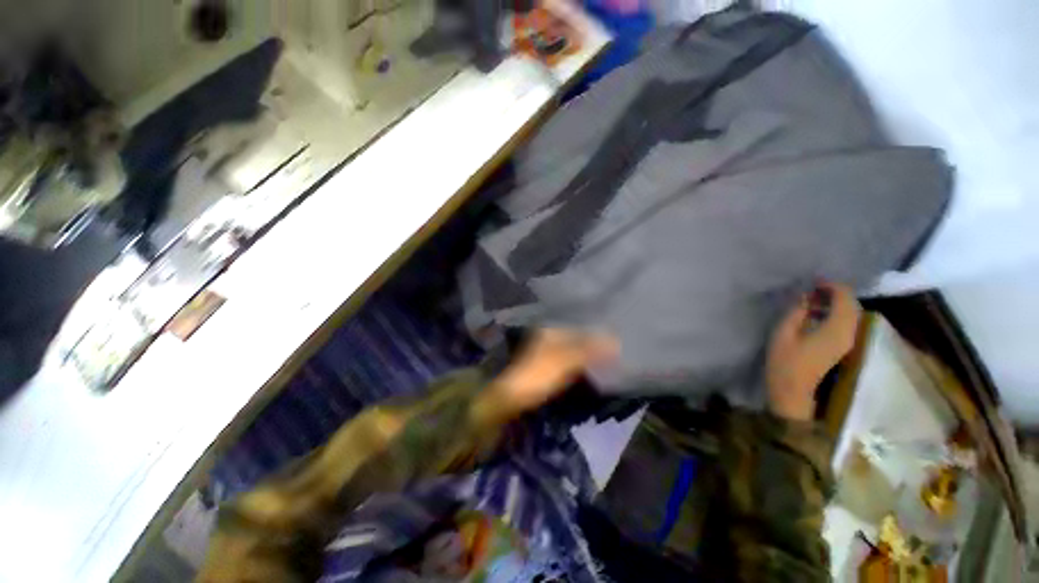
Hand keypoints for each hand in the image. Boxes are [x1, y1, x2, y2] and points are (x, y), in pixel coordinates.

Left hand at [483, 329, 617, 421]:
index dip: (595, 331)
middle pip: (575, 336)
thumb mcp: (566, 361)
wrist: (511, 397)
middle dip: (592, 341)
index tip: (614, 335)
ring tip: (607, 355)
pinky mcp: (545, 366)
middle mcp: (547, 337)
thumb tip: (615, 342)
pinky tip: (589, 366)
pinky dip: (579, 361)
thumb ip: (590, 350)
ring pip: (571, 348)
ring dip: (586, 351)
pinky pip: (567, 359)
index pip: (578, 327)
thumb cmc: (539, 374)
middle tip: (615, 345)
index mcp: (550, 331)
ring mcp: (545, 352)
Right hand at [766, 283, 860, 421]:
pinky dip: (836, 312)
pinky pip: (846, 322)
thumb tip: (805, 296)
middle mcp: (849, 334)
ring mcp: (847, 341)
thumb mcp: (783, 333)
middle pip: (852, 305)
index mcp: (836, 330)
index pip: (845, 299)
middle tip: (814, 287)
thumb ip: (797, 312)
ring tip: (814, 297)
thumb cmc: (785, 361)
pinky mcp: (842, 346)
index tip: (814, 281)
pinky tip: (818, 312)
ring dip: (837, 302)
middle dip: (836, 292)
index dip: (832, 286)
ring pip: (851, 314)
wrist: (793, 390)